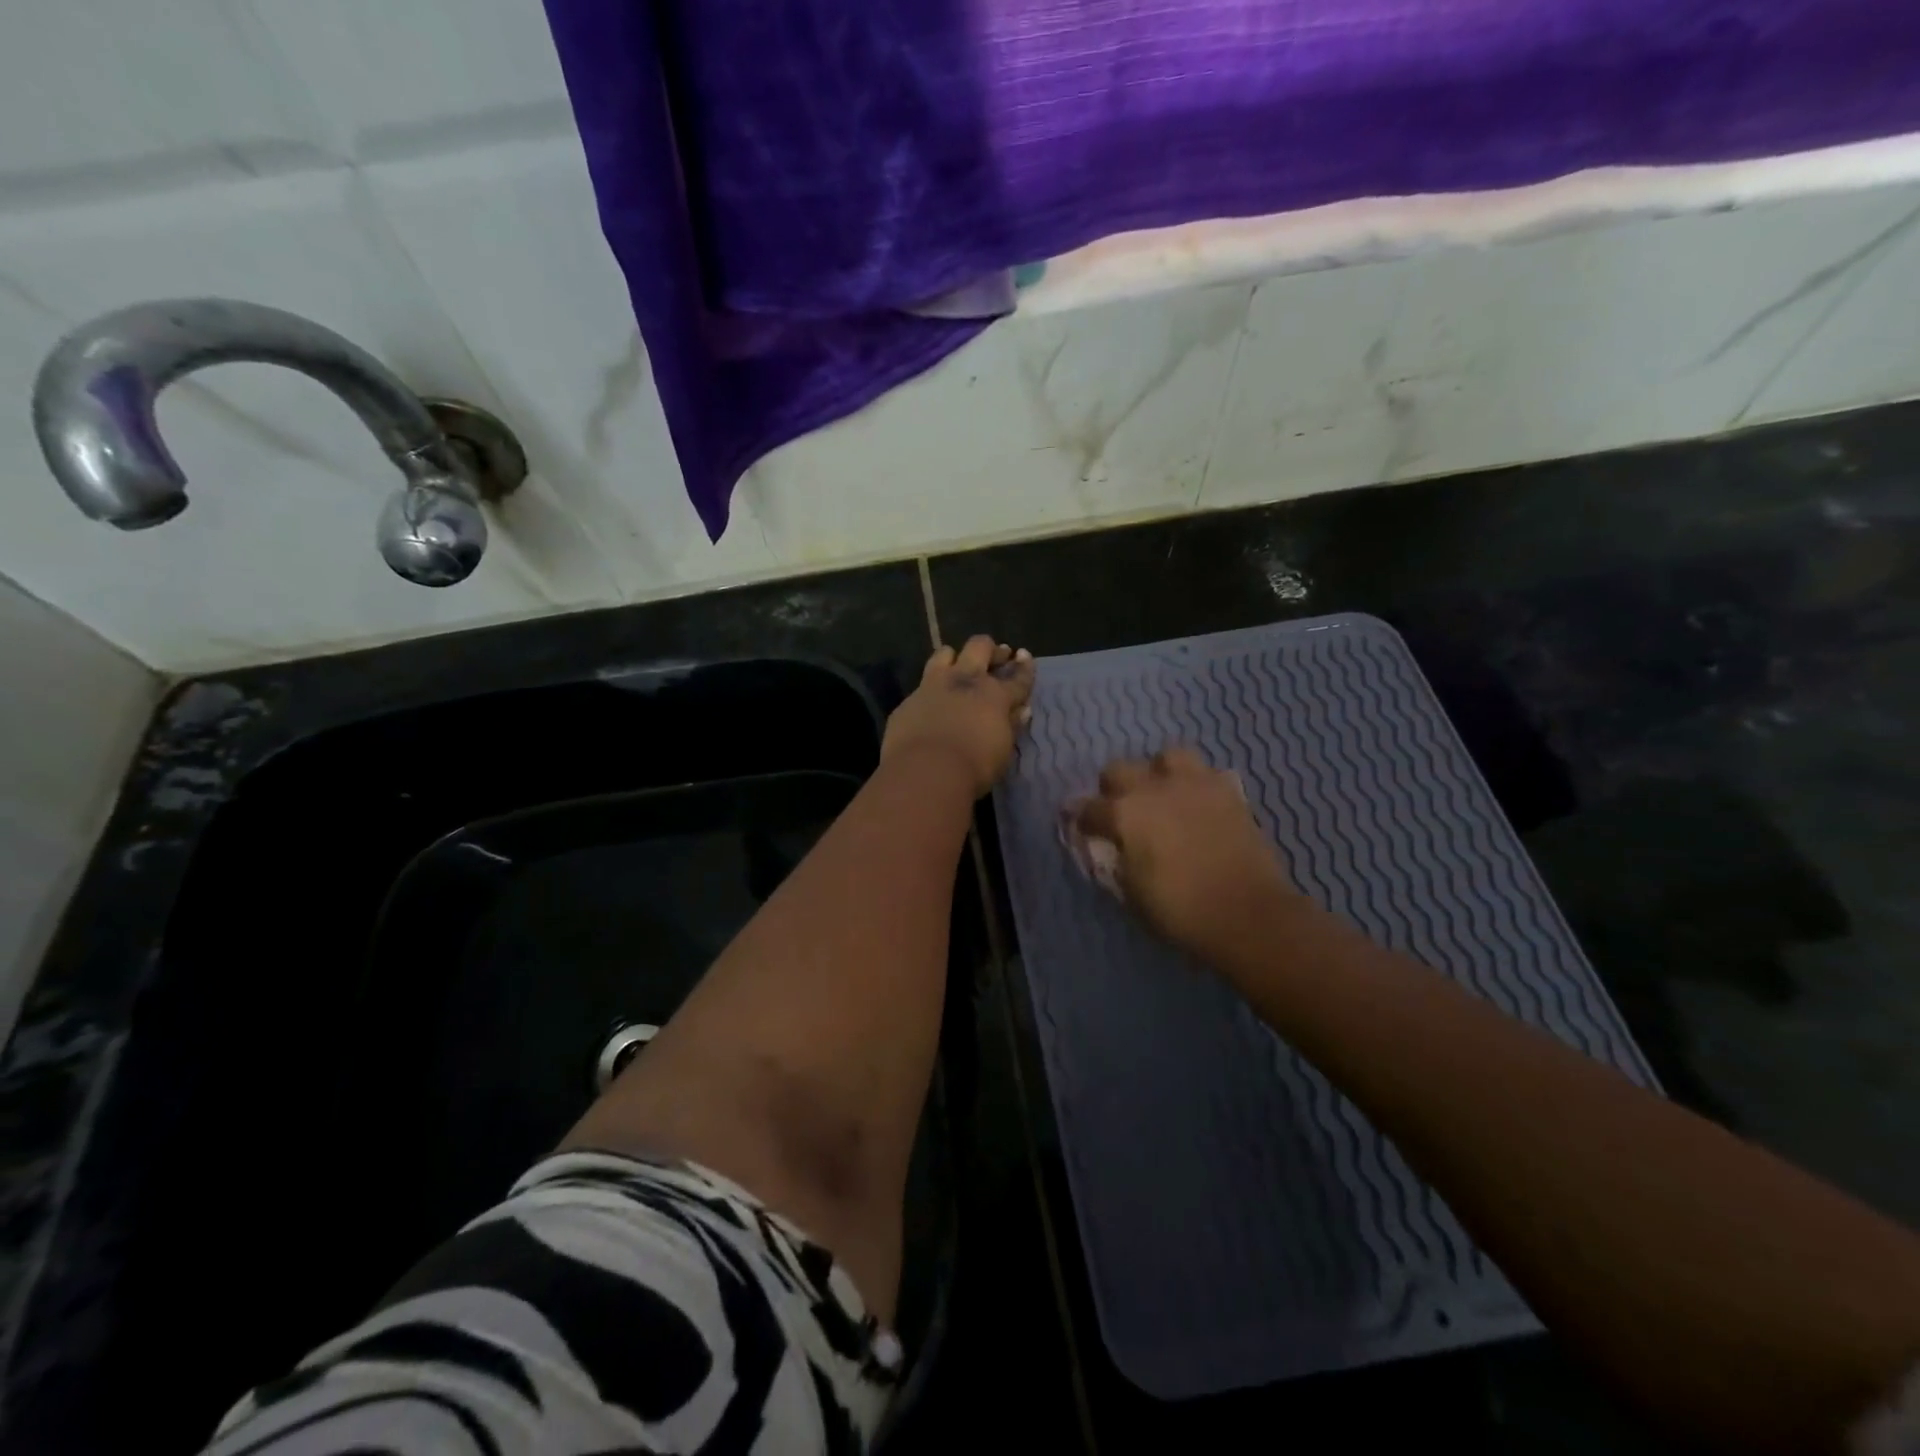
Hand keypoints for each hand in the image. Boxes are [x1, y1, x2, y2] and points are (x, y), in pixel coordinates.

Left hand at [882, 636, 1036, 796]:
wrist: (925, 771)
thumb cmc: (975, 766)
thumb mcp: (1002, 750)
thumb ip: (1011, 725)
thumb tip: (1021, 710)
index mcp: (995, 695)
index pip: (1017, 676)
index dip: (1024, 666)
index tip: (1024, 655)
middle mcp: (965, 681)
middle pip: (980, 647)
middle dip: (990, 649)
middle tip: (996, 656)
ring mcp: (933, 686)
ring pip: (944, 653)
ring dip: (954, 657)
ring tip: (957, 667)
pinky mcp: (908, 700)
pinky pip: (921, 685)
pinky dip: (930, 690)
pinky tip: (930, 702)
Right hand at [1072, 747, 1302, 954]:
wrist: (1248, 914)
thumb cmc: (1181, 911)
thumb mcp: (1132, 893)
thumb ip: (1116, 861)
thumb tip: (1112, 848)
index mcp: (1125, 813)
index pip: (1088, 808)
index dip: (1080, 819)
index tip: (1080, 827)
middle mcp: (1154, 788)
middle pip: (1119, 769)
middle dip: (1112, 788)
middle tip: (1120, 811)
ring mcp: (1194, 784)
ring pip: (1167, 756)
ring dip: (1158, 773)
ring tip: (1163, 796)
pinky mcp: (1229, 792)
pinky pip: (1205, 774)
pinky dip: (1196, 786)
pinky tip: (1197, 806)